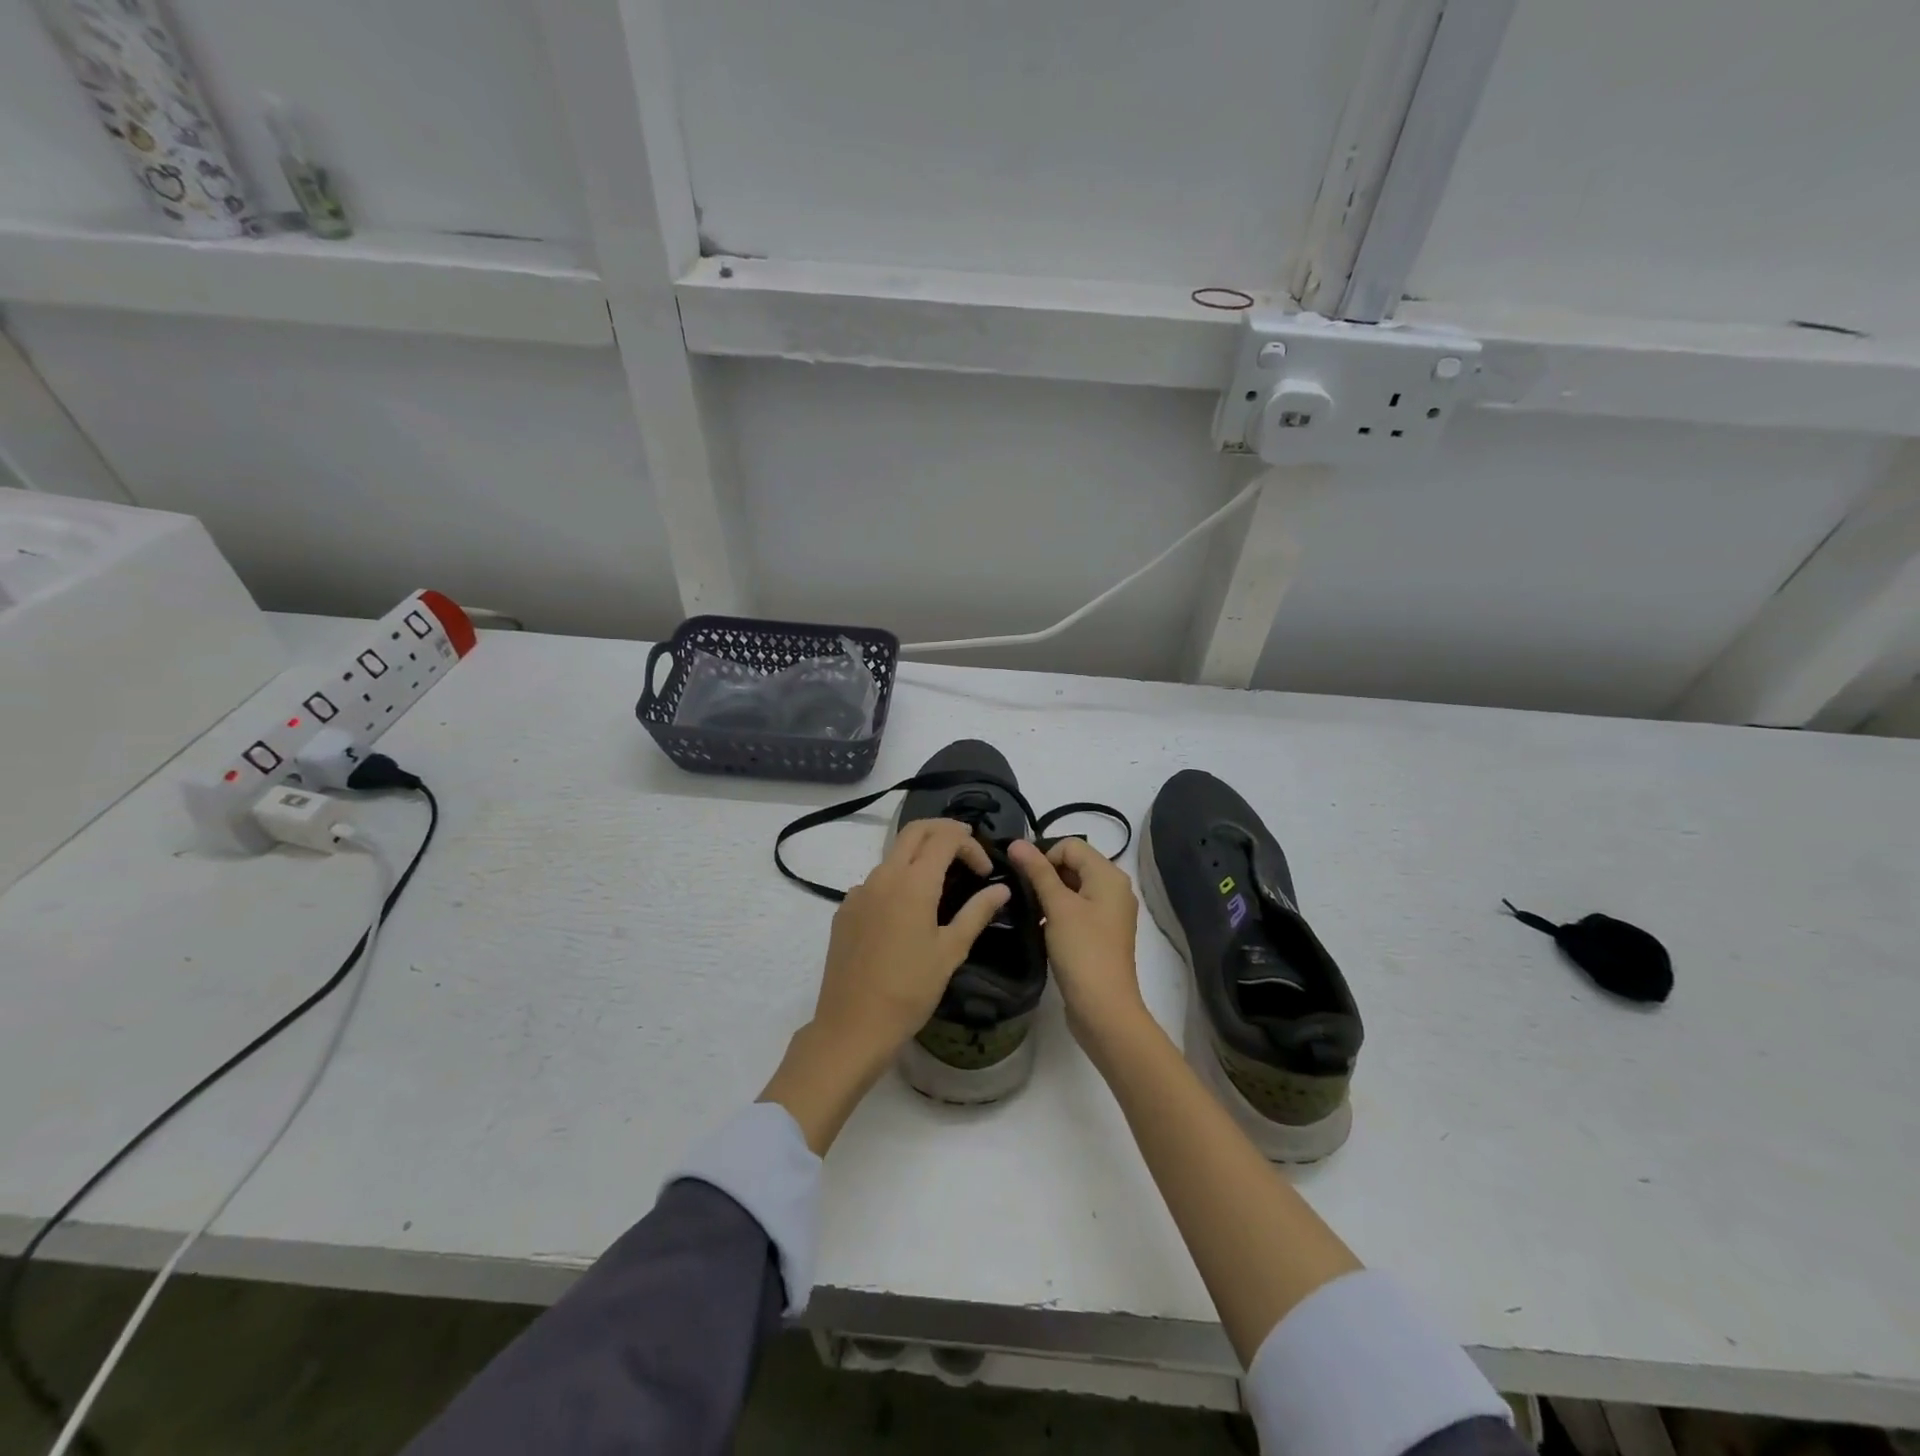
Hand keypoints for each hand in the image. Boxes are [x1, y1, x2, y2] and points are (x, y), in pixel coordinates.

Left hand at [762, 819, 1009, 1151]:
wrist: (852, 1027)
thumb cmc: (909, 991)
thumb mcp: (951, 952)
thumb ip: (977, 913)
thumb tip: (1002, 890)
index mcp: (913, 883)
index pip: (945, 838)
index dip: (970, 845)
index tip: (985, 871)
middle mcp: (882, 876)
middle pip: (915, 831)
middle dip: (944, 832)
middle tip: (967, 852)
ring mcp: (859, 891)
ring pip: (893, 854)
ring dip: (920, 856)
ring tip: (942, 884)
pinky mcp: (845, 909)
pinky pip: (876, 880)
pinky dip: (898, 880)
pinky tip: (908, 914)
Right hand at [1008, 838, 1144, 1049]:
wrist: (1103, 1009)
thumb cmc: (1082, 951)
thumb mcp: (1057, 907)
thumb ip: (1037, 872)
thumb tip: (1016, 842)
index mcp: (1109, 875)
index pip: (1070, 845)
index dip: (1044, 855)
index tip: (1022, 878)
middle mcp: (1114, 888)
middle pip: (1073, 864)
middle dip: (1045, 874)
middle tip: (1021, 894)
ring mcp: (1109, 912)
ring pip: (1072, 887)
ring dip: (1049, 894)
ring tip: (1028, 911)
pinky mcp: (1100, 933)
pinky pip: (1076, 908)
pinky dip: (1057, 911)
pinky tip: (1040, 926)